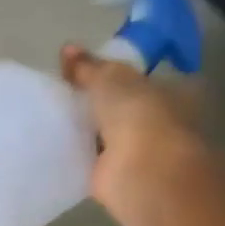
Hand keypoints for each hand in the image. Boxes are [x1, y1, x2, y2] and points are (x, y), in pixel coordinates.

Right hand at [61, 44, 212, 218]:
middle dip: (98, 103)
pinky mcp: (118, 177)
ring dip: (86, 129)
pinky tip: (53, 142)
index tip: (85, 71)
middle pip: (123, 108)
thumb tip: (67, 48)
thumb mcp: (110, 79)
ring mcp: (141, 152)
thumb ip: (88, 67)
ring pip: (108, 134)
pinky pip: (93, 159)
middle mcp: (161, 122)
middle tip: (63, 91)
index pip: (142, 79)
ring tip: (51, 114)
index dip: (116, 74)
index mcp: (173, 93)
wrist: (144, 173)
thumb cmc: (139, 115)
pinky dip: (77, 153)